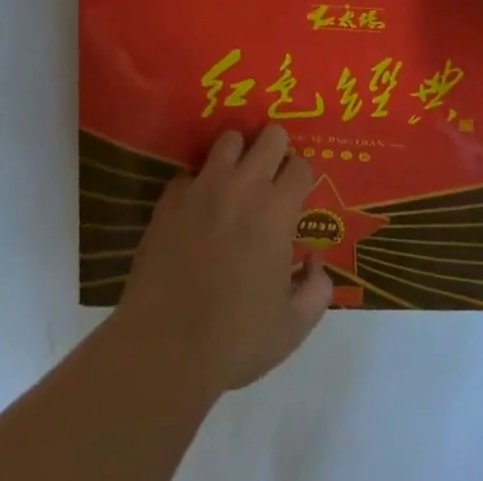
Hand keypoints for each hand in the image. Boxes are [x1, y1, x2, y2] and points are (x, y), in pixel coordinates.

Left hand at [112, 126, 331, 398]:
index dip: (301, 179)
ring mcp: (204, 186)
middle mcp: (244, 185)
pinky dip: (198, 185)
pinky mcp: (171, 197)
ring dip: (237, 155)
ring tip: (234, 181)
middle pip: (271, 135)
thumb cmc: (235, 340)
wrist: (165, 348)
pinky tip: (196, 210)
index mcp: (277, 210)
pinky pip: (190, 173)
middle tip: (270, 178)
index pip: (301, 165)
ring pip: (229, 139)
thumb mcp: (293, 328)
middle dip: (276, 150)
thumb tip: (314, 261)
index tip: (296, 196)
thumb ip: (317, 289)